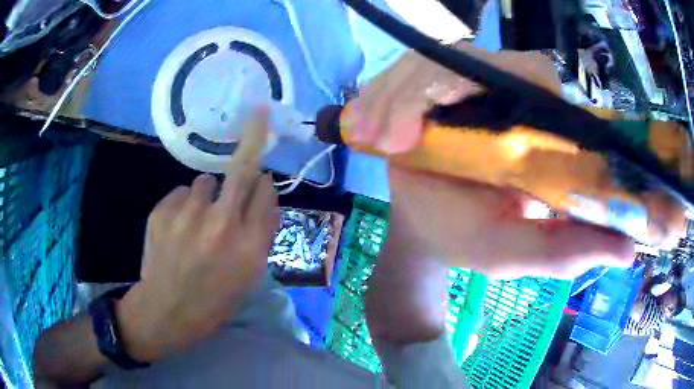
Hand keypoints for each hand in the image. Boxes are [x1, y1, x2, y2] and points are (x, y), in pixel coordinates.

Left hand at [117, 109, 278, 361]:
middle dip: (253, 137)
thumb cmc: (214, 299)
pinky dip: (184, 204)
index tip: (262, 171)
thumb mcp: (250, 274)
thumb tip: (263, 189)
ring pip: (205, 182)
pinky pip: (181, 193)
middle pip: (242, 169)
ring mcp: (187, 216)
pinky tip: (178, 228)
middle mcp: (222, 226)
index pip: (266, 193)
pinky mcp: (162, 212)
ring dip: (208, 194)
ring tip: (197, 222)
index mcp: (250, 247)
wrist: (167, 310)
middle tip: (258, 114)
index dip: (264, 182)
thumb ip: (262, 231)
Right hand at [348, 45, 632, 278]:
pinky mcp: (426, 82)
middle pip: (471, 59)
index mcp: (539, 122)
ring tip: (374, 138)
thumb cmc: (470, 235)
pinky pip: (401, 73)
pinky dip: (380, 96)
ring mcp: (461, 80)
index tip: (452, 116)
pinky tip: (366, 128)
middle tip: (394, 140)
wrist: (425, 225)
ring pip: (427, 62)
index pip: (534, 78)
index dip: (503, 86)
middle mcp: (504, 89)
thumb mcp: (515, 252)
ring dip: (395, 95)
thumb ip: (564, 253)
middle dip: (426, 90)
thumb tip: (628, 251)